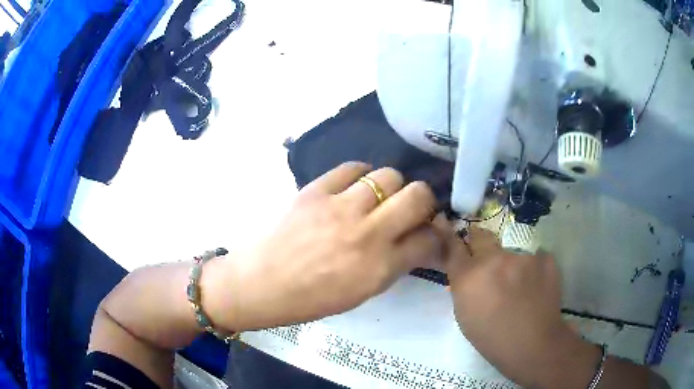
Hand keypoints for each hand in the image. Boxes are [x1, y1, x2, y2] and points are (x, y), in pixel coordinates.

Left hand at [205, 162, 441, 330]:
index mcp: (380, 267)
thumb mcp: (363, 292)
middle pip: (418, 195)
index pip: (429, 238)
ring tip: (378, 197)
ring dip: (392, 186)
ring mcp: (340, 207)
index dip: (435, 232)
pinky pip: (352, 167)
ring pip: (389, 175)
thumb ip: (395, 264)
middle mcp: (367, 233)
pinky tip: (355, 186)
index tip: (429, 230)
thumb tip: (418, 239)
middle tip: (411, 208)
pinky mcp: (316, 190)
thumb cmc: (313, 298)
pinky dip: (360, 175)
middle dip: (423, 200)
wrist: (263, 282)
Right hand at [441, 227, 598, 387]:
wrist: (533, 344)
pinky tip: (535, 283)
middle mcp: (494, 259)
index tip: (445, 224)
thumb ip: (462, 286)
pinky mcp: (545, 257)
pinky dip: (531, 265)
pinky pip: (533, 254)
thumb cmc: (492, 337)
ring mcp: (523, 256)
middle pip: (481, 235)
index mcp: (469, 277)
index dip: (449, 235)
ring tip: (518, 281)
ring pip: (511, 247)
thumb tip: (464, 267)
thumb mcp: (464, 315)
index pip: (453, 245)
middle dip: (479, 242)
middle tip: (486, 256)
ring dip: (510, 259)